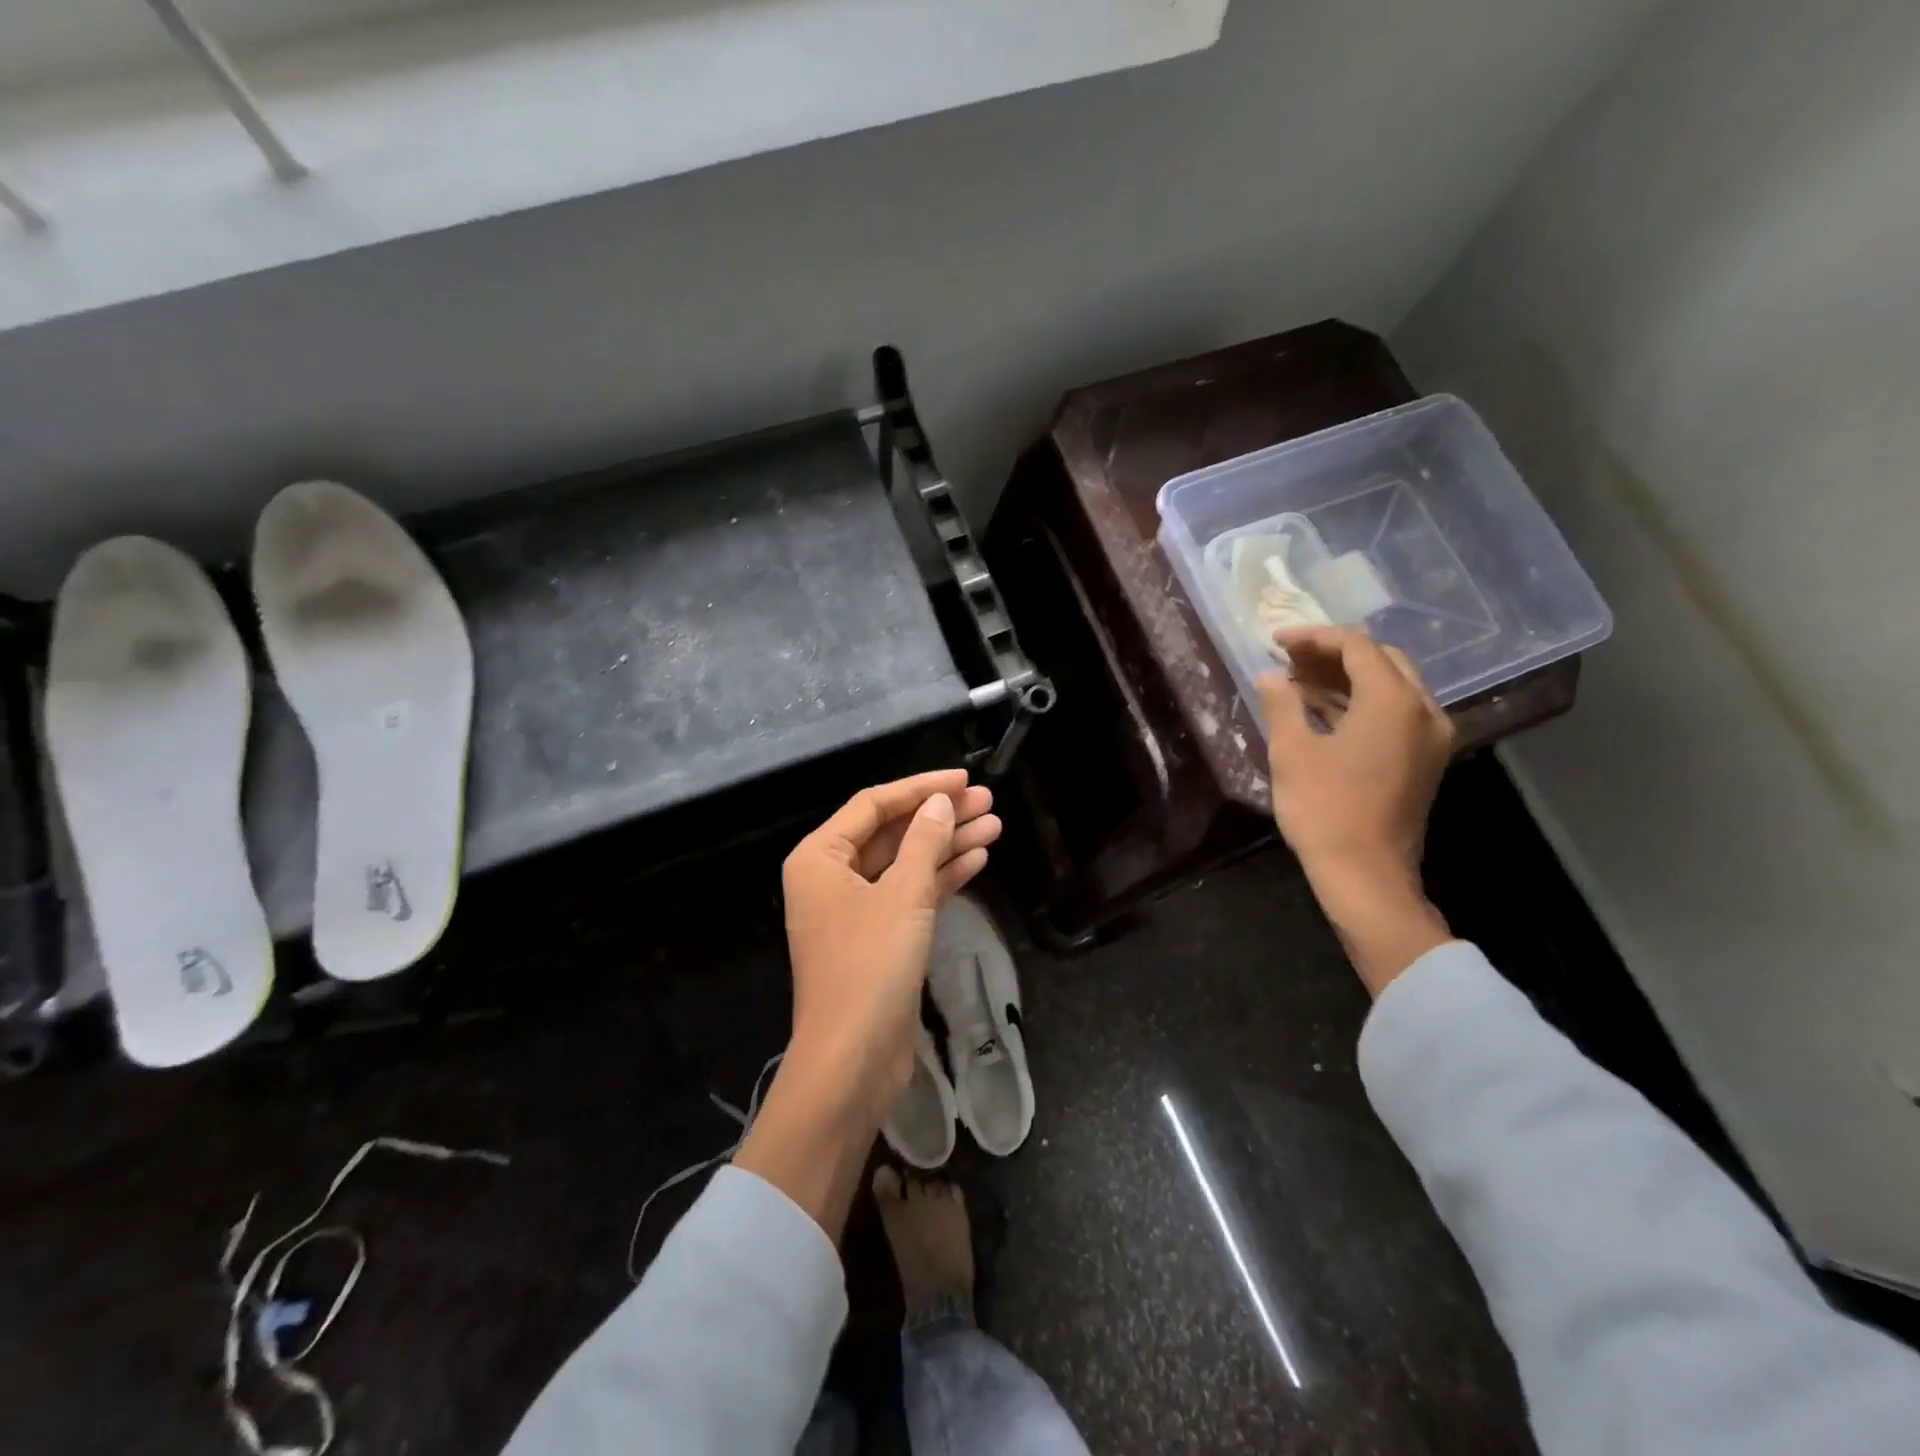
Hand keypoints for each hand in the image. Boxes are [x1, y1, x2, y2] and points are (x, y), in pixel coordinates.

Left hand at [782, 769, 999, 1105]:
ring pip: (906, 863)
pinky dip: (941, 878)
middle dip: (939, 816)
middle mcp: (832, 877)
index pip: (874, 804)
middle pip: (892, 832)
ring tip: (995, 825)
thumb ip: (924, 841)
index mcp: (820, 857)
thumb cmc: (870, 966)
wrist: (852, 1060)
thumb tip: (940, 802)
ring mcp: (856, 909)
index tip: (964, 779)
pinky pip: (911, 894)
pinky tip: (978, 860)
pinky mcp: (878, 938)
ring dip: (947, 845)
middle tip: (988, 801)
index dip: (921, 787)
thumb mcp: (903, 895)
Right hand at [1256, 627, 1454, 995]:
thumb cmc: (1325, 810)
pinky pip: (1396, 712)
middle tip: (1290, 660)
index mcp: (1393, 702)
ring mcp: (1430, 737)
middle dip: (1333, 654)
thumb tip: (1271, 675)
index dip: (1314, 637)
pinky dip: (1362, 703)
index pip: (1357, 647)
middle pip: (1382, 661)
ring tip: (1299, 682)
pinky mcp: (1426, 759)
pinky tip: (1324, 710)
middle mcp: (1424, 711)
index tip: (1277, 641)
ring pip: (1392, 686)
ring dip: (1347, 678)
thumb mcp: (1292, 752)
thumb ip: (1282, 704)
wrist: (1366, 875)